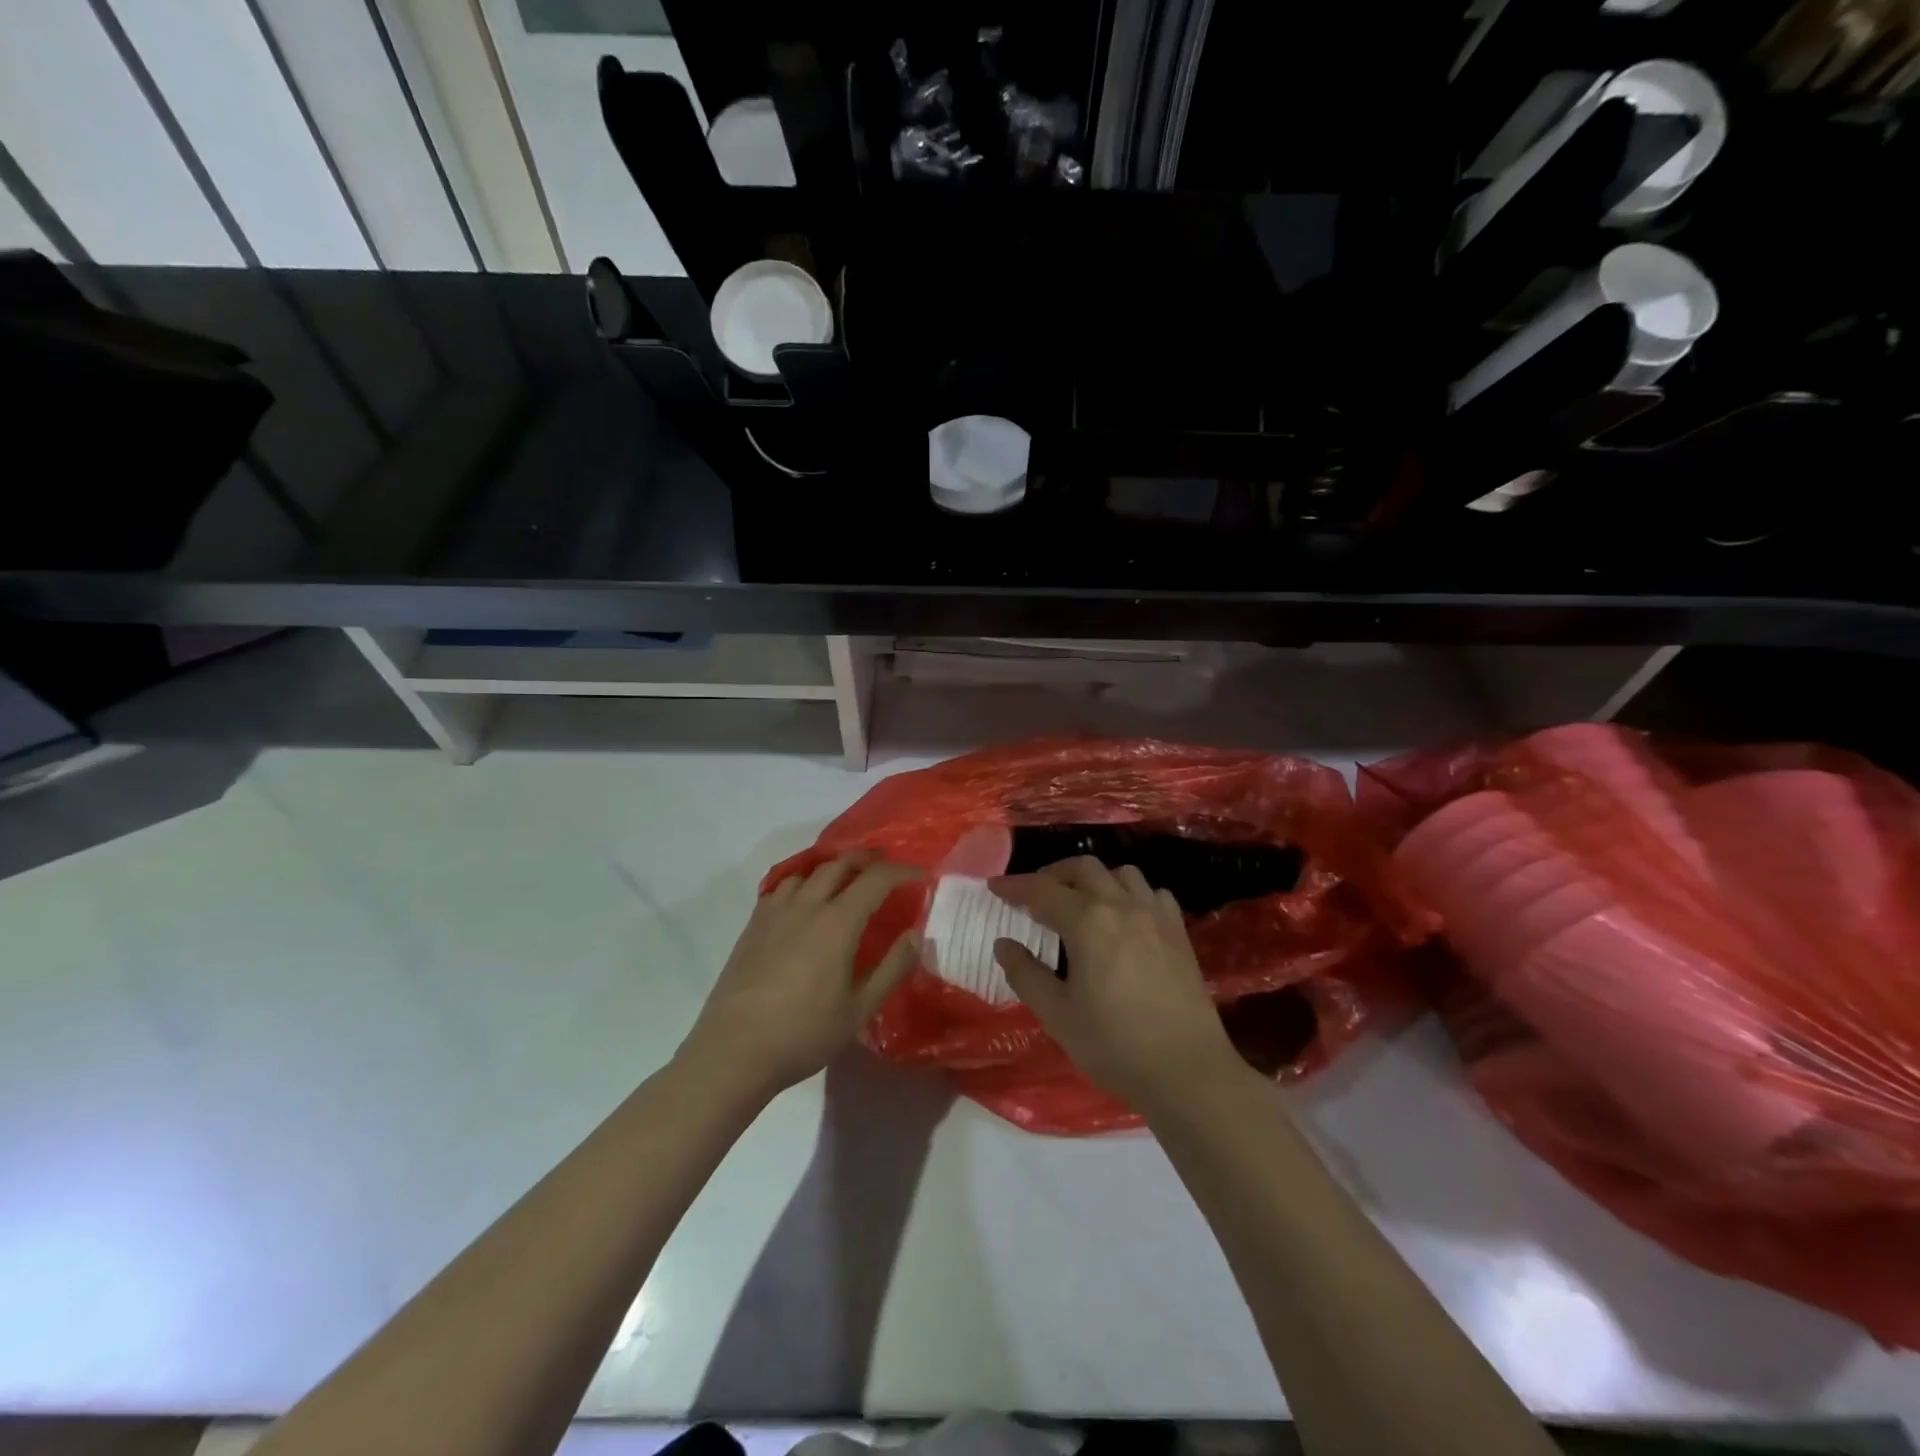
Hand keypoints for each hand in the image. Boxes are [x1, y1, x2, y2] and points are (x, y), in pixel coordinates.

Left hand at [683, 853, 921, 1097]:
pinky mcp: (753, 925)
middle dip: (868, 860)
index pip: (876, 879)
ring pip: (809, 871)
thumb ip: (892, 967)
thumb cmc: (804, 1033)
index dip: (902, 871)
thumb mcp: (860, 1008)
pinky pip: (782, 887)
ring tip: (846, 882)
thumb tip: (915, 933)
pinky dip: (803, 883)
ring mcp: (775, 912)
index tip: (920, 874)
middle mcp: (806, 905)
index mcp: (837, 923)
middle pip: (840, 863)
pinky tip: (804, 903)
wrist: (733, 1050)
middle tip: (886, 870)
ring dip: (834, 869)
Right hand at [991, 857, 1243, 1112]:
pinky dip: (1130, 894)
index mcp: (1087, 922)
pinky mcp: (1178, 931)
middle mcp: (1121, 905)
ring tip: (1080, 903)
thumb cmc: (1114, 1045)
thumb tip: (1003, 943)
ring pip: (1120, 873)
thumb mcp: (1057, 1014)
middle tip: (1034, 896)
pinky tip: (1125, 918)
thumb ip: (1025, 973)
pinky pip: (1151, 893)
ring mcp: (1155, 915)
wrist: (1187, 1070)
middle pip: (1083, 868)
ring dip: (1094, 879)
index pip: (1042, 890)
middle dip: (1053, 874)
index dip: (1014, 886)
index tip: (994, 887)